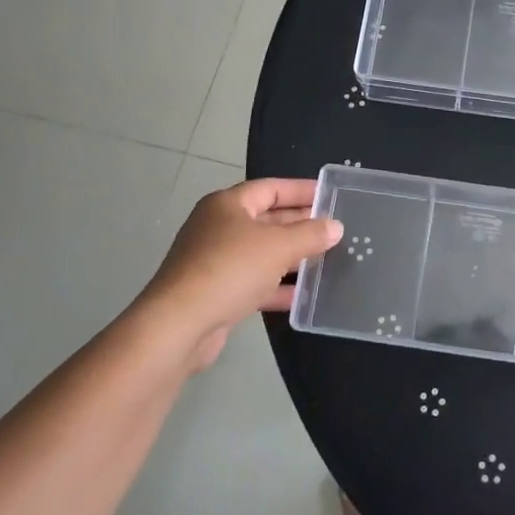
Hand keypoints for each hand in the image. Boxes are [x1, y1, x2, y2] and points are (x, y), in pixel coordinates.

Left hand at [133, 179, 341, 370]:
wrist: (179, 325)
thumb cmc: (230, 270)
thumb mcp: (278, 246)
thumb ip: (310, 234)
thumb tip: (335, 226)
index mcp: (228, 205)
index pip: (271, 188)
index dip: (302, 190)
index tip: (330, 196)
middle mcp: (219, 227)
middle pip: (267, 219)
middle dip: (300, 225)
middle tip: (334, 229)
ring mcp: (215, 261)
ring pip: (262, 253)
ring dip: (292, 257)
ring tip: (326, 260)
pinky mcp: (216, 292)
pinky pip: (254, 282)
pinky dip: (277, 286)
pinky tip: (302, 296)